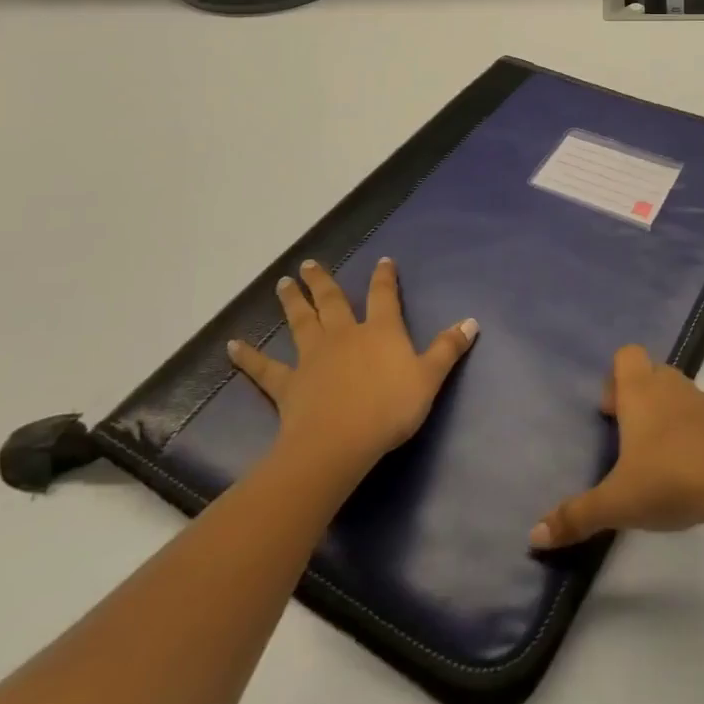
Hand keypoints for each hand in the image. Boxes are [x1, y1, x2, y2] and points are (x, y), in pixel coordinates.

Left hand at [227, 258, 477, 480]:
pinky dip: (248, 357)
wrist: (339, 443)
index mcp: (380, 331)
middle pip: (332, 301)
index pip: (383, 296)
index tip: (382, 261)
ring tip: (282, 283)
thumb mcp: (429, 378)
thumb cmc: (389, 409)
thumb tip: (471, 321)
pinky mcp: (288, 384)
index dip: (384, 277)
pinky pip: (265, 368)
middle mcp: (344, 335)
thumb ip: (448, 349)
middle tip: (308, 264)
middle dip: (322, 281)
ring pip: (300, 322)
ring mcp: (313, 357)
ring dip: (291, 302)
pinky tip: (231, 346)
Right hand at [529, 344, 703, 549]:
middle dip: (637, 397)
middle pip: (651, 371)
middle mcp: (670, 386)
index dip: (614, 378)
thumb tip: (534, 535)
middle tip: (628, 438)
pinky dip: (691, 432)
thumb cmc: (670, 478)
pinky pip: (701, 416)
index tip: (610, 416)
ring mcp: (702, 401)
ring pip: (677, 392)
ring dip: (665, 413)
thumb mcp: (617, 503)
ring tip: (656, 458)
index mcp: (640, 391)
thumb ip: (576, 516)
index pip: (626, 354)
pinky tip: (687, 469)